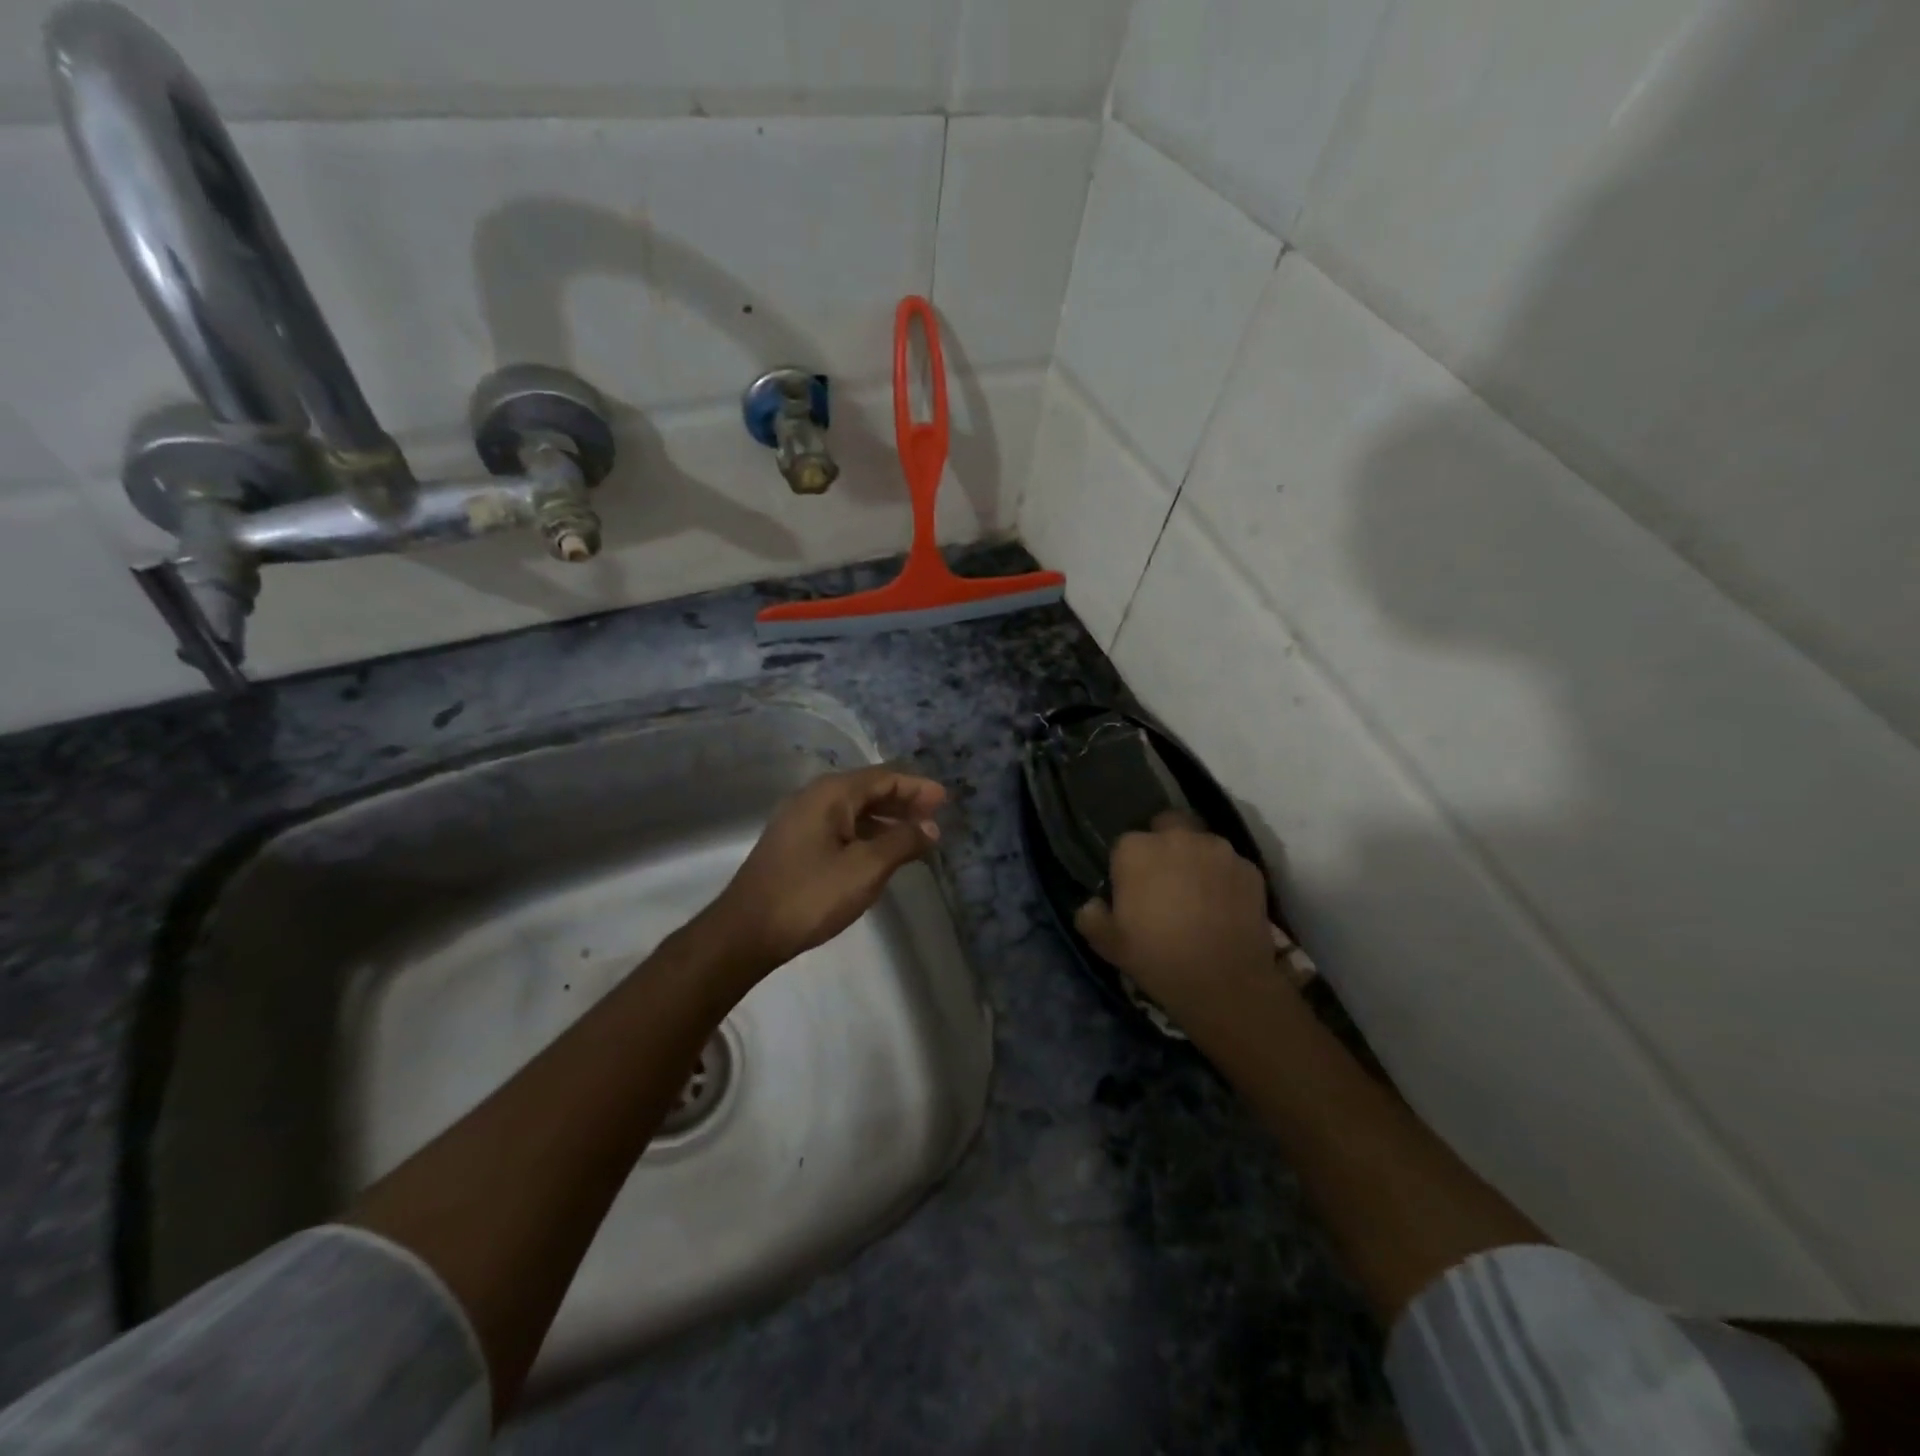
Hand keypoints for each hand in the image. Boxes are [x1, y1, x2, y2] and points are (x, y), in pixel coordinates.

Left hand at [704, 766, 946, 973]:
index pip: (883, 778)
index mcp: (831, 794)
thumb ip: (902, 842)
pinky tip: (880, 854)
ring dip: (886, 820)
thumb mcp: (865, 868)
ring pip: (853, 811)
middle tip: (935, 816)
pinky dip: (866, 834)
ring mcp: (800, 821)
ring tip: (915, 836)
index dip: (916, 787)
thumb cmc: (811, 895)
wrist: (746, 931)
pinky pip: (840, 828)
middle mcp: (814, 798)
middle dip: (903, 802)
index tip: (945, 800)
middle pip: (868, 790)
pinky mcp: (794, 844)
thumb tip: (930, 827)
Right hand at [1074, 812, 1277, 1026]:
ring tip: (1199, 895)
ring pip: (1202, 843)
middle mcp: (1177, 838)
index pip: (1125, 845)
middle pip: (1167, 827)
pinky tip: (1224, 907)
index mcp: (1136, 850)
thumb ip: (1091, 916)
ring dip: (1197, 859)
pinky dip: (1225, 879)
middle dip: (1165, 846)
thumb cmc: (1158, 958)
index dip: (1127, 868)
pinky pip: (1231, 866)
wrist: (1226, 983)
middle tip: (1166, 882)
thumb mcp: (1108, 944)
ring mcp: (1218, 850)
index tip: (1132, 892)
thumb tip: (1092, 905)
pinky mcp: (1250, 868)